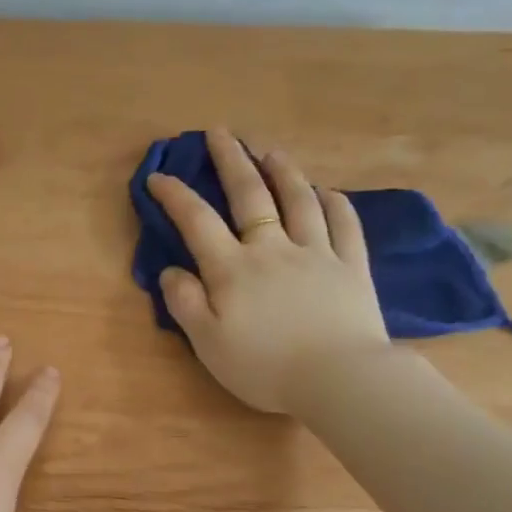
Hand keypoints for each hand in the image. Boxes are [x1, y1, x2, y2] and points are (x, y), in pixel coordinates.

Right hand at [147, 128, 389, 412]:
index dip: (175, 196)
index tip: (159, 176)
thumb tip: (171, 270)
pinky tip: (328, 192)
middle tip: (220, 133)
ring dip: (283, 171)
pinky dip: (334, 204)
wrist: (338, 378)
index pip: (198, 222)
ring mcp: (317, 253)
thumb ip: (186, 304)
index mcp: (233, 269)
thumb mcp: (209, 344)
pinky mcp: (352, 267)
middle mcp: (273, 249)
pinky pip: (344, 225)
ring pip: (299, 200)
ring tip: (270, 151)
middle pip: (251, 195)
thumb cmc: (265, 367)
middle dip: (231, 160)